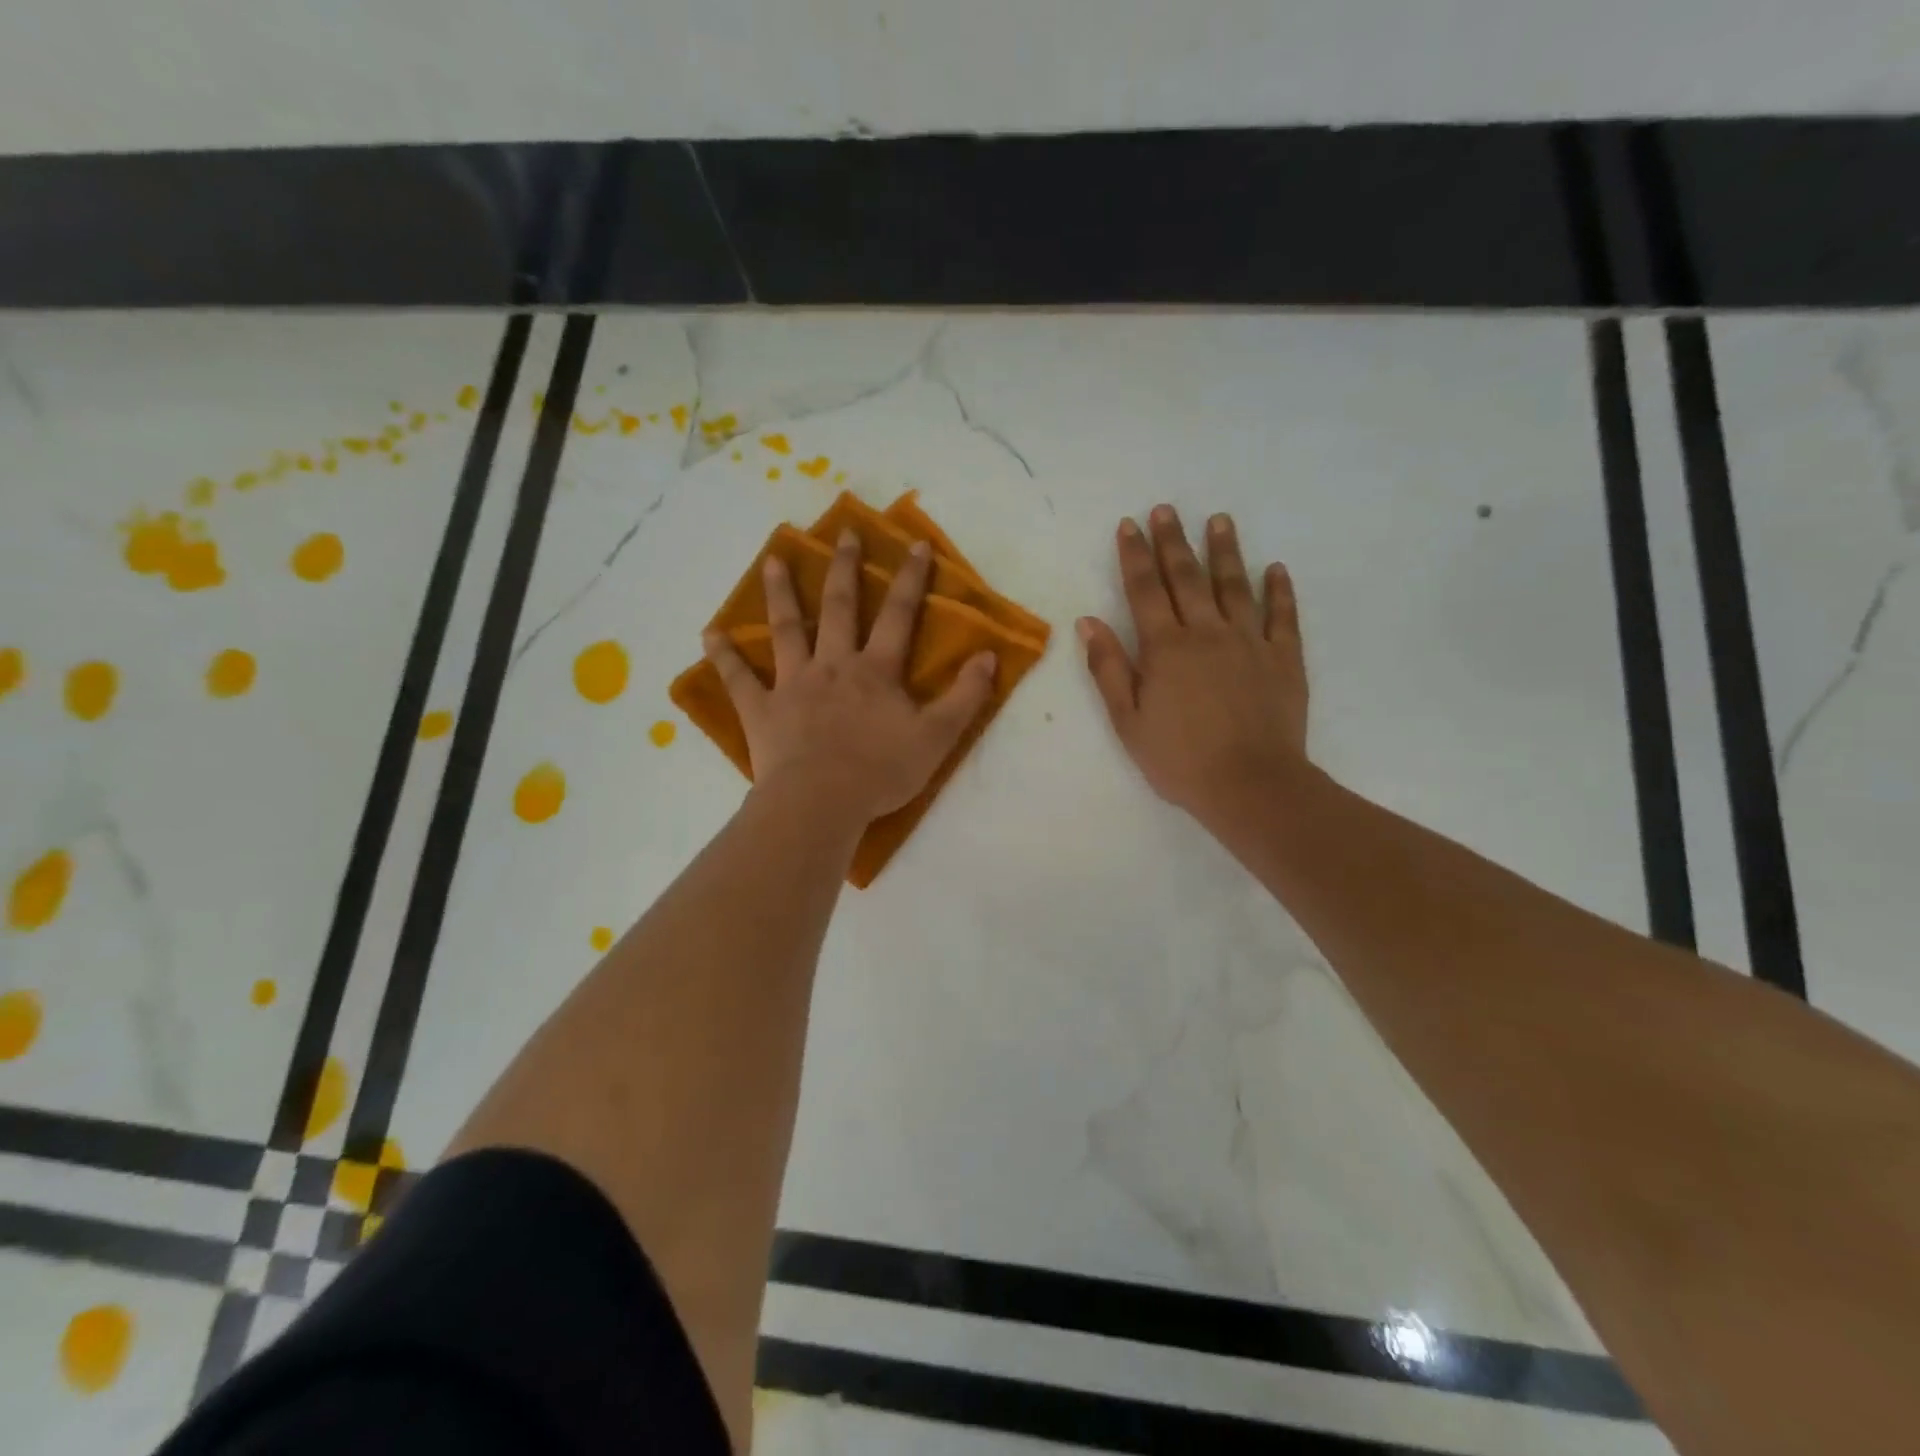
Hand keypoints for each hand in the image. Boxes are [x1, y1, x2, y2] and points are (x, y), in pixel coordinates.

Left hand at [703, 531, 997, 824]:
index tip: (914, 544)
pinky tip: (708, 634)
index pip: (898, 615)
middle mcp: (833, 665)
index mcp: (876, 670)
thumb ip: (965, 696)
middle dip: (845, 568)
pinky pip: (738, 680)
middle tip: (844, 533)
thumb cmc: (882, 771)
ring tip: (774, 560)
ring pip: (786, 630)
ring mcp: (793, 684)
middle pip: (839, 608)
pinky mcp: (761, 710)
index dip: (910, 579)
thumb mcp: (938, 736)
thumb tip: (988, 656)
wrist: (822, 801)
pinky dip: (724, 657)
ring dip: (781, 594)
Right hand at [1079, 506, 1308, 829]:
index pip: (1145, 590)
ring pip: (1235, 585)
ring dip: (1225, 551)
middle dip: (1173, 541)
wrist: (1251, 785)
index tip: (1129, 525)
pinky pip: (1283, 616)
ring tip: (1219, 520)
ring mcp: (1250, 642)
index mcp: (1166, 648)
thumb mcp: (1128, 721)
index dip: (1135, 556)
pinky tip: (1275, 569)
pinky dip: (1279, 590)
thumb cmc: (1179, 760)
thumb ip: (1109, 668)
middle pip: (1188, 577)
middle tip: (1166, 509)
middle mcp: (1207, 633)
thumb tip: (1089, 622)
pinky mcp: (1284, 659)